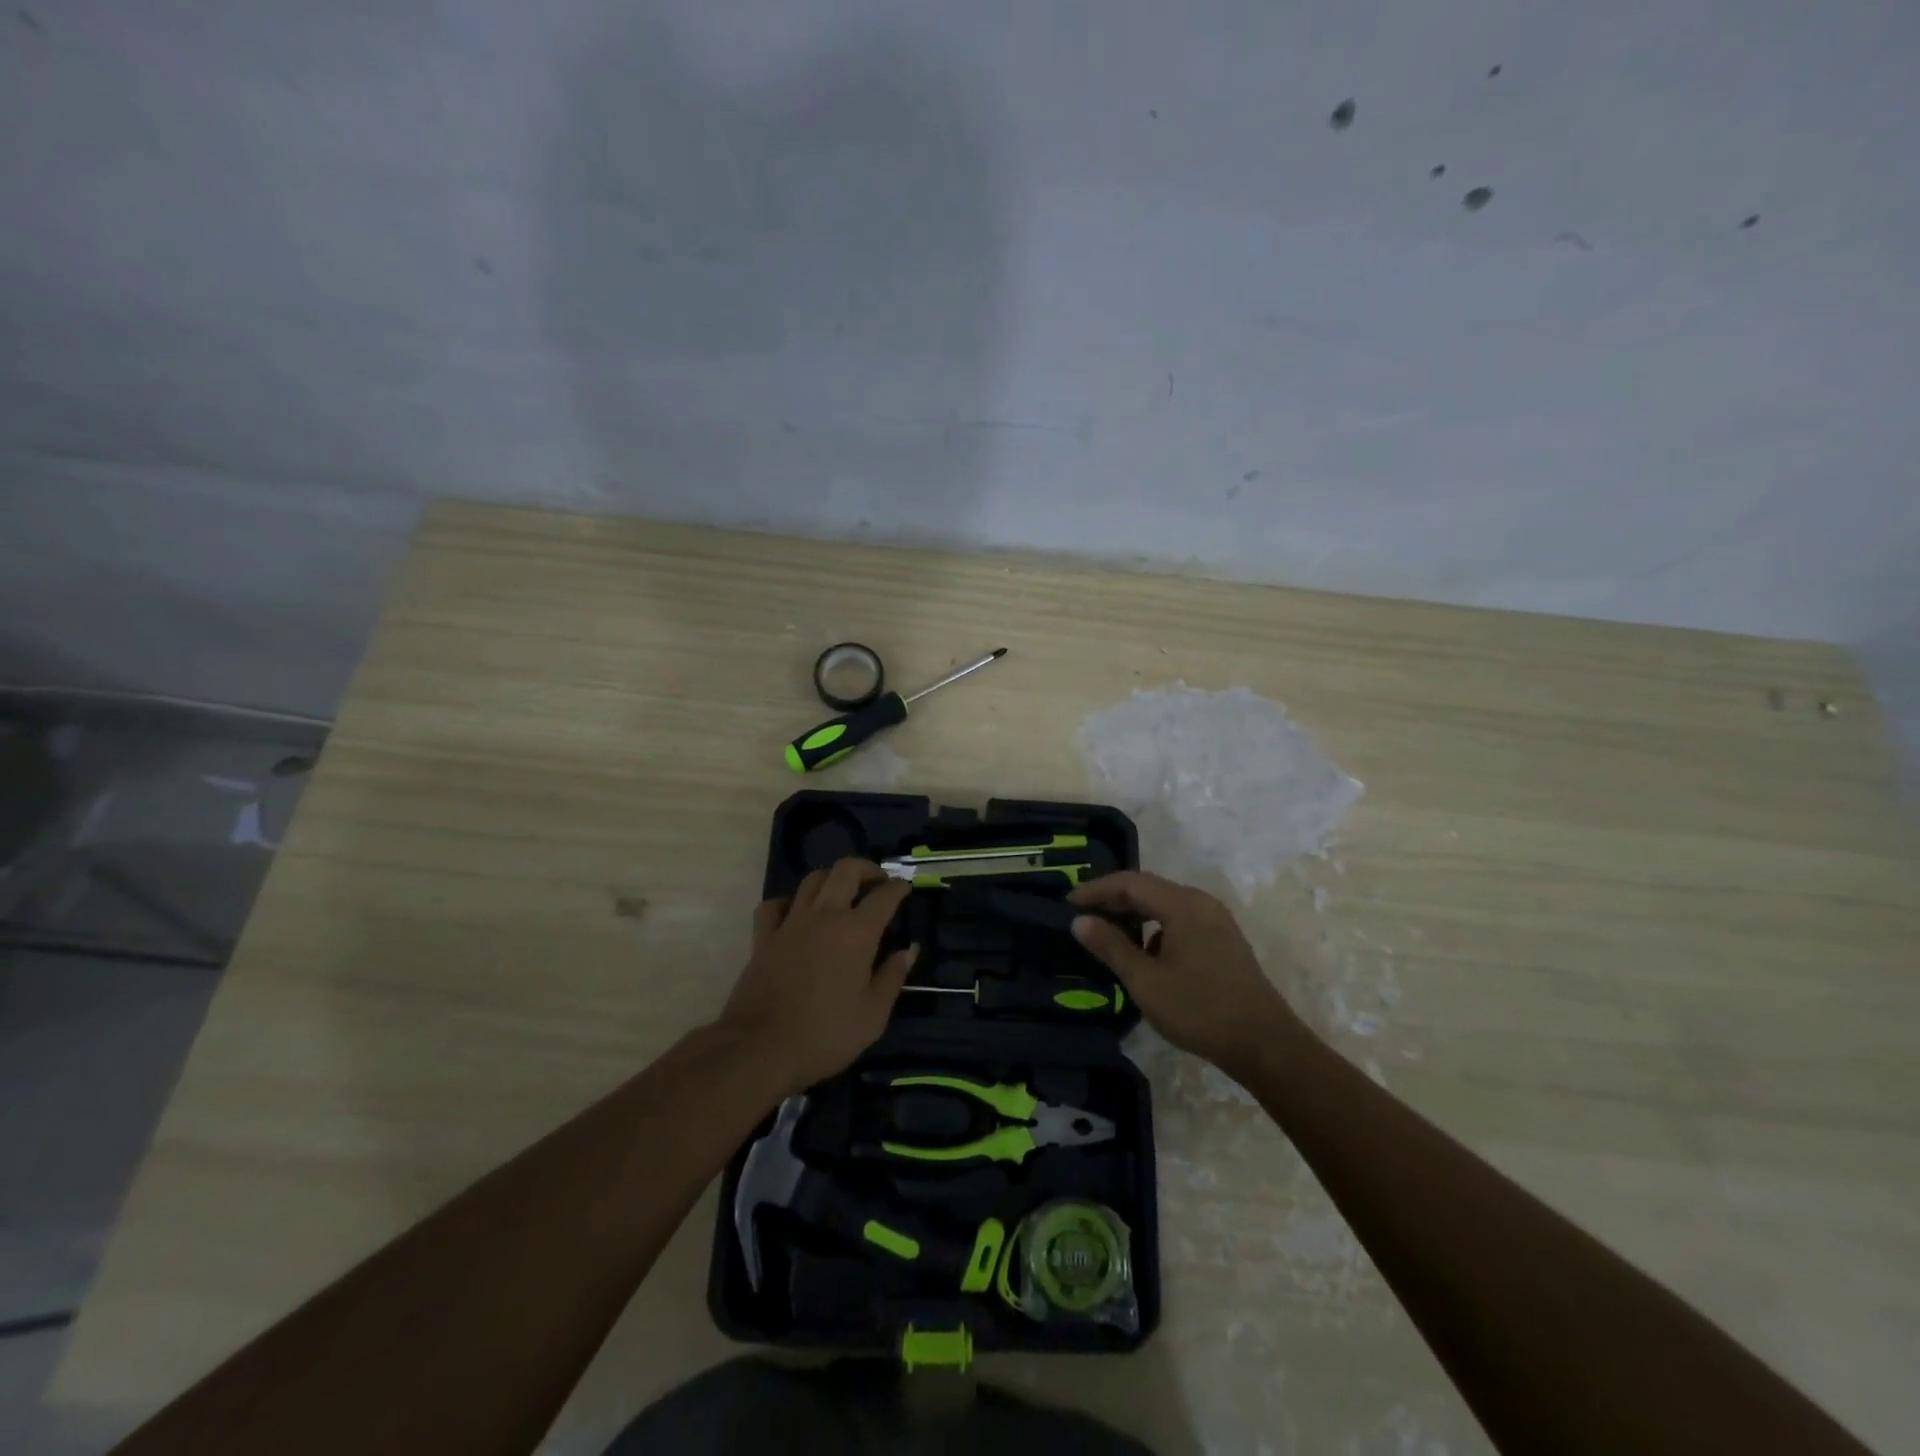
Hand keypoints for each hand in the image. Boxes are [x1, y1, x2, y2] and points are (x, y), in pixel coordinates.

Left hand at [718, 858, 916, 1096]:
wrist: (760, 1048)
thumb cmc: (825, 1034)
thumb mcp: (873, 1015)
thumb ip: (893, 977)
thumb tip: (909, 949)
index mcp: (857, 932)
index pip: (884, 896)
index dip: (899, 887)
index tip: (906, 887)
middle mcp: (825, 916)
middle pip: (846, 870)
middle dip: (867, 869)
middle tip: (878, 881)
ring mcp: (790, 923)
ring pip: (812, 880)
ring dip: (832, 879)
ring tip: (842, 893)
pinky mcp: (763, 937)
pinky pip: (774, 905)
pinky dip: (788, 903)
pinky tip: (795, 914)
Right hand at [1069, 871, 1304, 1078]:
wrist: (1265, 1044)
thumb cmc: (1199, 1009)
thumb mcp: (1146, 981)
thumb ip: (1111, 947)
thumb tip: (1079, 921)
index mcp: (1182, 905)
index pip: (1130, 883)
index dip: (1096, 890)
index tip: (1068, 904)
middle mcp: (1201, 902)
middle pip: (1148, 889)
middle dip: (1113, 900)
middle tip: (1082, 916)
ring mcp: (1216, 920)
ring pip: (1164, 905)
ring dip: (1134, 914)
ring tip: (1107, 934)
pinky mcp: (1222, 939)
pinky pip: (1179, 920)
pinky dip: (1154, 928)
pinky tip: (1143, 954)